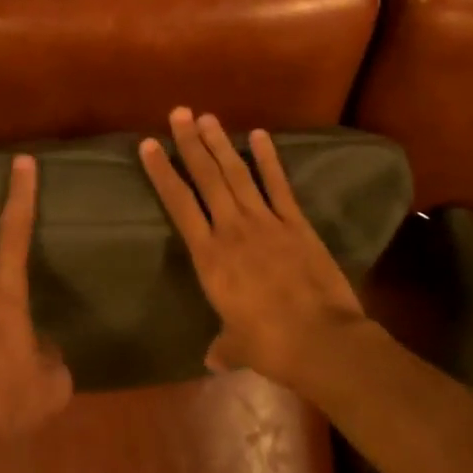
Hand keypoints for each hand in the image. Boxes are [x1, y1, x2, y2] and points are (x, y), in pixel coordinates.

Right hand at [140, 108, 367, 386]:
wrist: (322, 342)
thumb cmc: (271, 346)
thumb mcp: (238, 347)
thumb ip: (223, 346)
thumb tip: (212, 359)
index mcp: (210, 257)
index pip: (179, 204)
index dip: (162, 172)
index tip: (149, 144)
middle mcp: (232, 230)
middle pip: (206, 178)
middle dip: (191, 143)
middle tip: (179, 113)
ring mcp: (266, 222)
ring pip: (237, 174)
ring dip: (221, 144)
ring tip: (207, 117)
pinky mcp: (296, 223)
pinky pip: (279, 185)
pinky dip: (268, 159)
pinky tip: (259, 135)